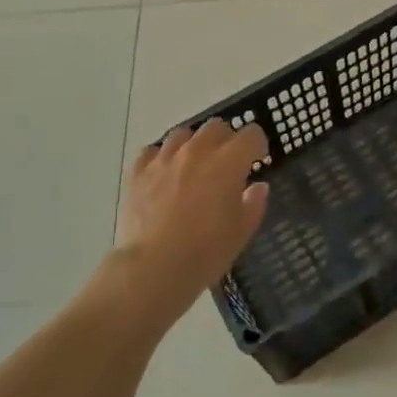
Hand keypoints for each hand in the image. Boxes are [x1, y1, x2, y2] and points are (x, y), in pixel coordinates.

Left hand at [114, 119, 271, 319]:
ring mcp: (164, 159)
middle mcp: (196, 151)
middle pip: (216, 126)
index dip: (257, 145)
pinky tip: (164, 174)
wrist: (153, 269)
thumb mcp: (241, 232)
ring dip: (193, 144)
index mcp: (227, 162)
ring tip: (193, 166)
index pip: (251, 135)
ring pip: (183, 134)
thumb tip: (257, 187)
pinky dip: (161, 158)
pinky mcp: (138, 172)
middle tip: (226, 164)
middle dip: (226, 140)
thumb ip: (254, 204)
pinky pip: (152, 152)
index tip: (257, 161)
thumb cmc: (205, 252)